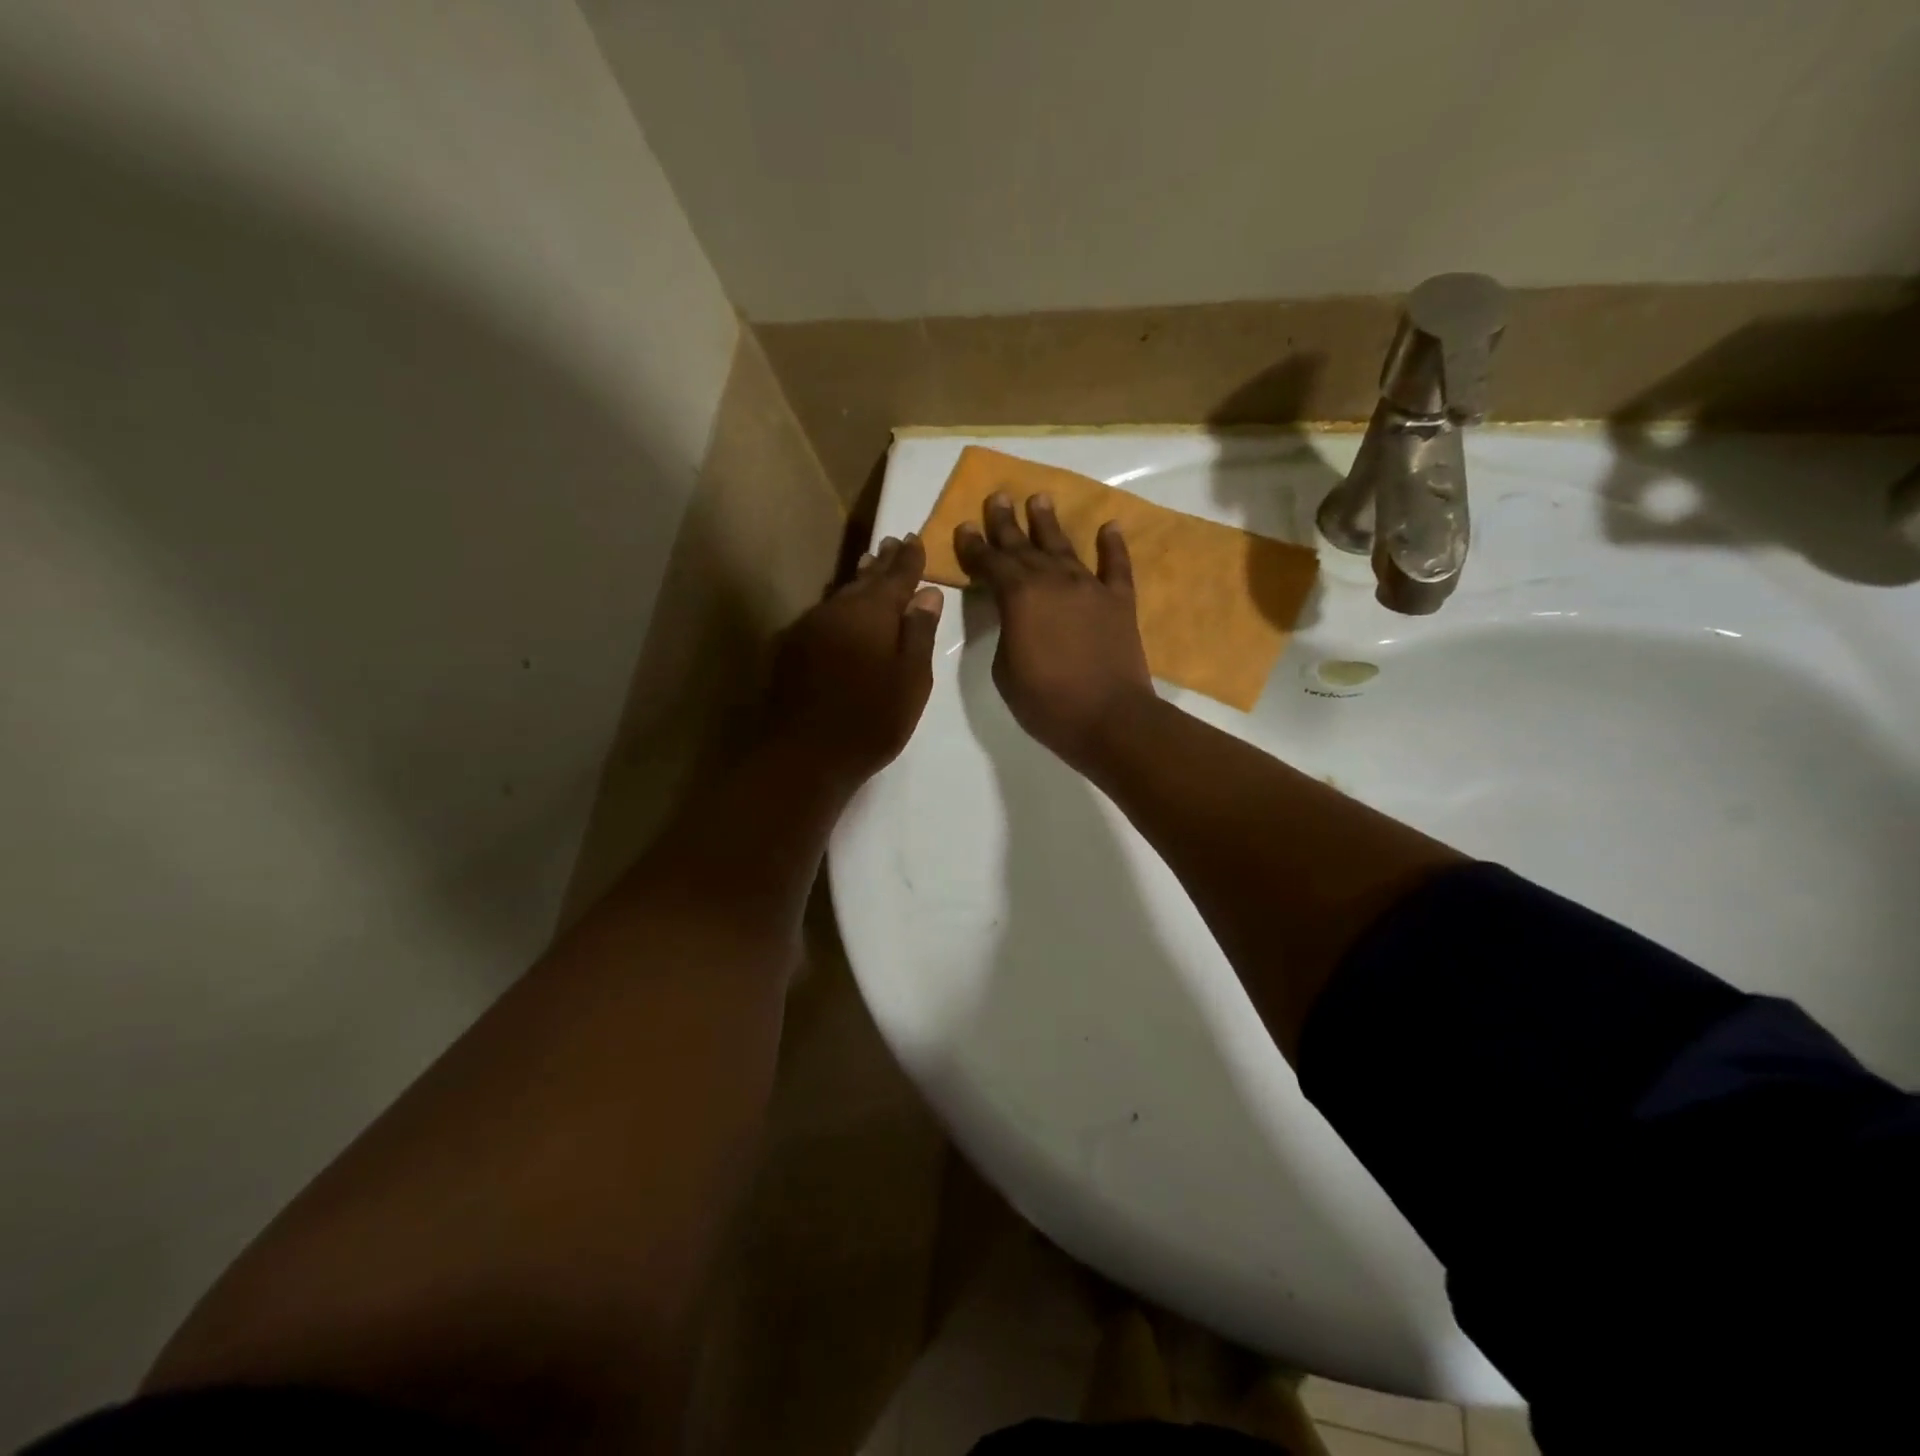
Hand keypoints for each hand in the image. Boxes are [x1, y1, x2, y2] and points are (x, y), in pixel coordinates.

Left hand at [766, 533, 943, 791]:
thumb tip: (927, 593)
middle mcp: (837, 610)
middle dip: (882, 563)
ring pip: (841, 595)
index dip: (909, 559)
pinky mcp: (791, 648)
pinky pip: (823, 615)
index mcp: (872, 613)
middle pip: (864, 579)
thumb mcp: (911, 679)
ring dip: (858, 581)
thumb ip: (919, 633)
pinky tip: (841, 611)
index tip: (916, 539)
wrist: (804, 754)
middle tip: (893, 543)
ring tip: (869, 566)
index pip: (896, 576)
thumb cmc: (872, 720)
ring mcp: (809, 627)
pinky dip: (839, 607)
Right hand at [954, 492, 1154, 768]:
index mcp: (1019, 596)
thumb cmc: (1046, 701)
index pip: (990, 563)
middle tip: (998, 497)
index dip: (975, 546)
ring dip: (1049, 523)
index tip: (965, 525)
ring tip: (1039, 498)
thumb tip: (1015, 615)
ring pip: (1065, 547)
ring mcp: (1090, 588)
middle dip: (1007, 522)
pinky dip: (1113, 546)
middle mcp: (1053, 580)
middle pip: (1024, 546)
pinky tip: (1110, 527)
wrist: (1109, 718)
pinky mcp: (1119, 602)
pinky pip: (1116, 566)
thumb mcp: (1005, 670)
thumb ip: (1006, 632)